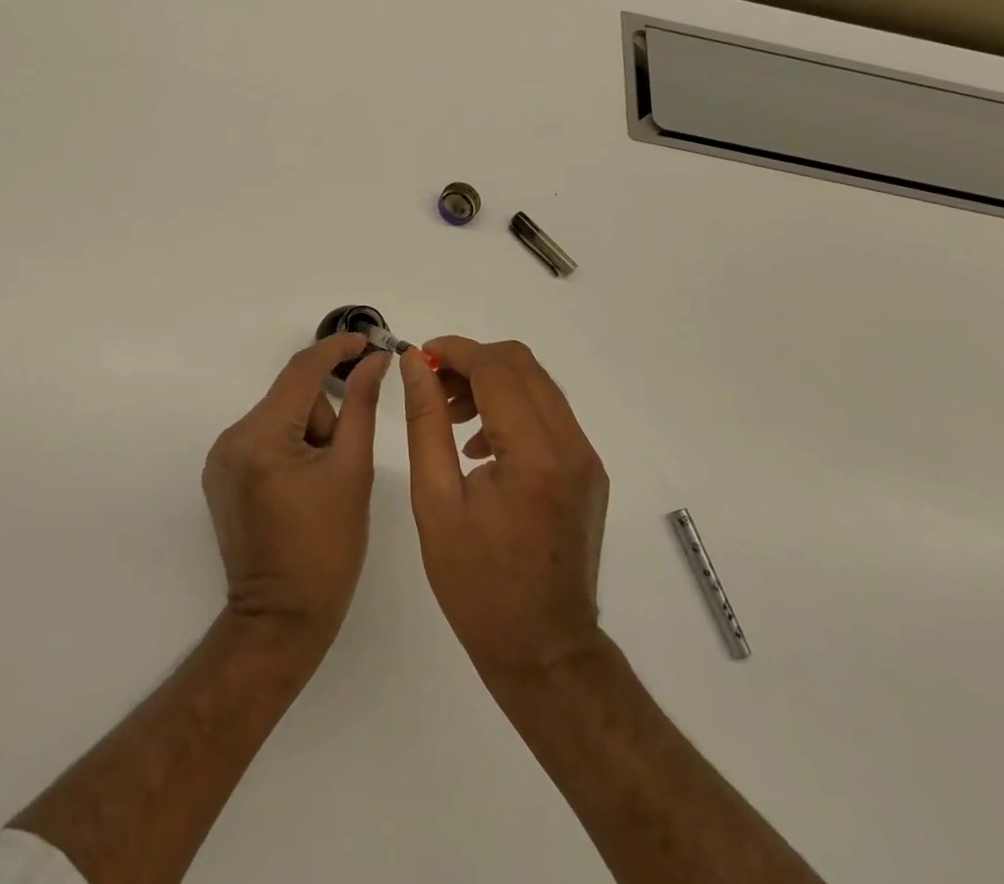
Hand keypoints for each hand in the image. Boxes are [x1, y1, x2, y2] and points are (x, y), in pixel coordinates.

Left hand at [202, 334, 389, 655]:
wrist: (281, 620)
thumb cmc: (327, 549)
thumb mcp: (352, 471)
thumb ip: (362, 406)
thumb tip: (376, 361)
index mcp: (261, 437)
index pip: (301, 370)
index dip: (336, 349)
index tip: (368, 341)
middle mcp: (231, 438)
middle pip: (291, 397)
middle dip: (323, 417)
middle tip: (341, 463)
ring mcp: (220, 457)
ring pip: (279, 416)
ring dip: (307, 434)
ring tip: (320, 484)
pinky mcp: (219, 474)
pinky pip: (262, 437)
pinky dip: (287, 447)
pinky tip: (300, 486)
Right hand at [399, 337, 608, 685]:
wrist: (544, 651)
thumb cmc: (477, 585)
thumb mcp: (435, 501)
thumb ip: (426, 422)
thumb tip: (416, 364)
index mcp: (534, 454)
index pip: (496, 368)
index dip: (454, 351)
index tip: (419, 357)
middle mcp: (571, 446)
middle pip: (522, 365)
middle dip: (472, 362)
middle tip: (432, 387)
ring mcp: (586, 458)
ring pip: (537, 384)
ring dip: (492, 382)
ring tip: (451, 416)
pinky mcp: (588, 472)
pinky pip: (549, 414)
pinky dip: (512, 407)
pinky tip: (480, 444)